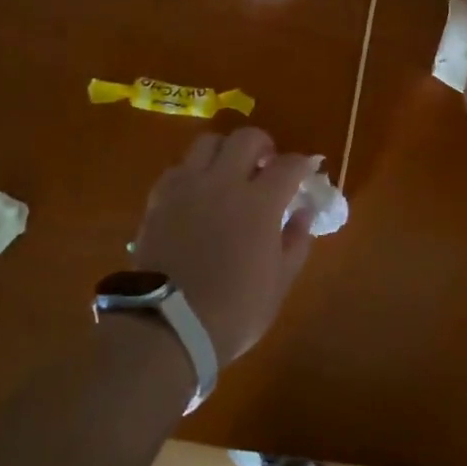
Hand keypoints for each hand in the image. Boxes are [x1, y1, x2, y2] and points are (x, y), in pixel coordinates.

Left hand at [133, 128, 316, 362]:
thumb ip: (295, 241)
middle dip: (264, 145)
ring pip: (208, 142)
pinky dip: (194, 172)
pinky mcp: (159, 199)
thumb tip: (304, 212)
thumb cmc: (233, 311)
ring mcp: (187, 187)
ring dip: (225, 151)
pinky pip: (179, 168)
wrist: (167, 328)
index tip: (307, 171)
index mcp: (259, 203)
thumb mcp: (278, 283)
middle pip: (246, 138)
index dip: (303, 164)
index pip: (289, 164)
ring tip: (229, 172)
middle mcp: (224, 183)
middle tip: (267, 166)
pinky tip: (197, 194)